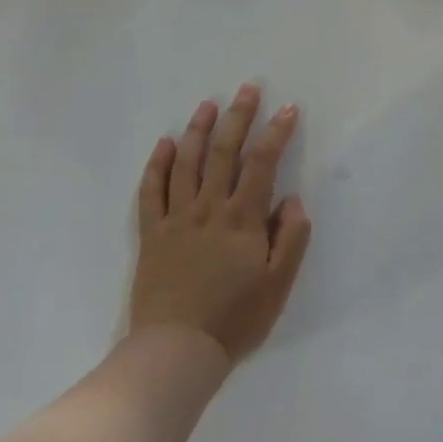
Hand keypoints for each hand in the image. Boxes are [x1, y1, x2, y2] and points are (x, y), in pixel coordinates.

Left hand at [130, 85, 311, 364]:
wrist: (175, 353)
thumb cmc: (235, 319)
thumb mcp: (279, 284)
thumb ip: (291, 237)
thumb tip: (292, 199)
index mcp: (242, 219)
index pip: (262, 163)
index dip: (276, 132)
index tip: (287, 109)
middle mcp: (208, 209)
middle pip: (222, 152)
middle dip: (237, 117)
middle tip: (247, 88)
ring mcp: (175, 219)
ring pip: (185, 163)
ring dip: (197, 130)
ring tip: (208, 104)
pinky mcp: (151, 235)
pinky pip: (151, 192)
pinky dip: (156, 165)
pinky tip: (163, 144)